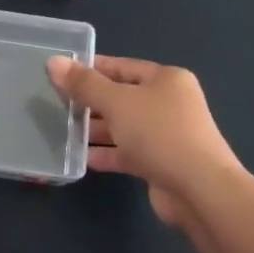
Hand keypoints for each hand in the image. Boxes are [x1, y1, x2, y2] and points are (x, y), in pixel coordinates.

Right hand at [46, 56, 247, 225]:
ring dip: (96, 130)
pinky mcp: (161, 163)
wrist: (199, 190)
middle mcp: (168, 103)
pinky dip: (107, 154)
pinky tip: (82, 158)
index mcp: (165, 79)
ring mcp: (166, 135)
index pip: (121, 66)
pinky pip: (127, 152)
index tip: (59, 74)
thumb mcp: (116, 102)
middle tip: (56, 105)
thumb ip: (84, 84)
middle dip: (90, 102)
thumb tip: (54, 62)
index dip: (90, 68)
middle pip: (121, 96)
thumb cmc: (159, 133)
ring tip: (62, 131)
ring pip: (123, 126)